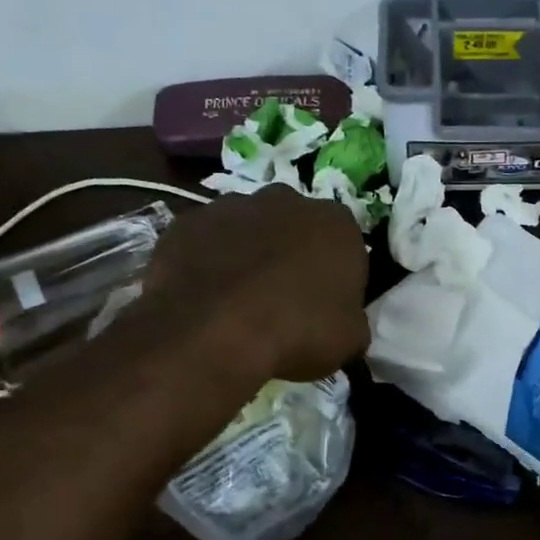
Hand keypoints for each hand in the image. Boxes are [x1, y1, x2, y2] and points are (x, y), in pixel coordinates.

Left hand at [141, 184, 369, 381]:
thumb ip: (352, 320)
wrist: (214, 331)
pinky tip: (205, 299)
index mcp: (336, 223)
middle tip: (284, 301)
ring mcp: (231, 206)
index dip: (338, 278)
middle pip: (295, 228)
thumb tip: (343, 321)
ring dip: (248, 255)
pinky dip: (207, 264)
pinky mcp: (186, 223)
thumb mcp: (350, 339)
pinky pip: (204, 244)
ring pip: (247, 230)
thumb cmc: (298, 331)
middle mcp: (286, 200)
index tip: (327, 307)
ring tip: (239, 303)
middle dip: (291, 256)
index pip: (346, 246)